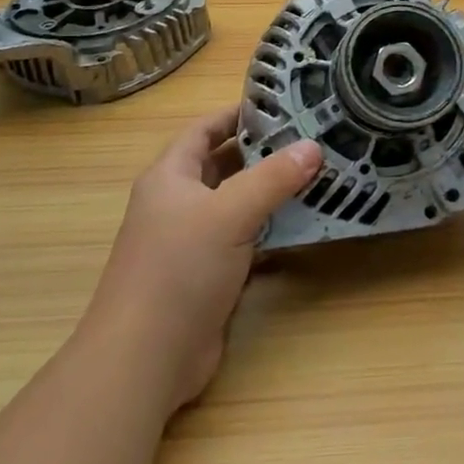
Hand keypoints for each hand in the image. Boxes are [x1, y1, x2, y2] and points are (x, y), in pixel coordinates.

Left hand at [84, 106, 320, 412]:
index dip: (236, 114)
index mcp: (170, 177)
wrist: (145, 358)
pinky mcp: (208, 275)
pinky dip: (272, 231)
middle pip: (224, 166)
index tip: (281, 105)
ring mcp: (192, 242)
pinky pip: (245, 240)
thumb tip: (313, 146)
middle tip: (312, 138)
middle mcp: (178, 204)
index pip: (203, 130)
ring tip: (318, 174)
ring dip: (271, 193)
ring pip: (237, 204)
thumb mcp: (230, 213)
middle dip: (264, 152)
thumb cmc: (179, 269)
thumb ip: (273, 178)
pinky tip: (305, 225)